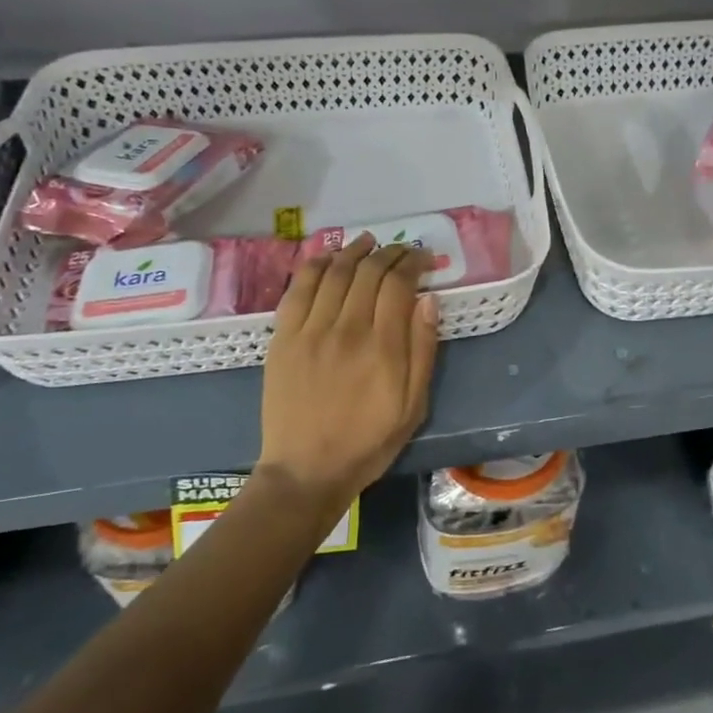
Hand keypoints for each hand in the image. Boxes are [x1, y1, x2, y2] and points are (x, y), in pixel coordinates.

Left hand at [257, 235, 439, 518]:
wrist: (306, 471)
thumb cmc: (368, 442)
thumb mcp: (414, 405)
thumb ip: (423, 350)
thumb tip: (429, 300)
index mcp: (383, 347)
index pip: (399, 284)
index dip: (413, 262)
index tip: (423, 258)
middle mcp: (347, 329)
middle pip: (368, 272)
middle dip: (389, 253)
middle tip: (400, 250)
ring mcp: (310, 331)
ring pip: (334, 272)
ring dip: (354, 250)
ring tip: (369, 242)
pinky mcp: (283, 337)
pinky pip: (299, 288)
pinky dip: (316, 264)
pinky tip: (330, 257)